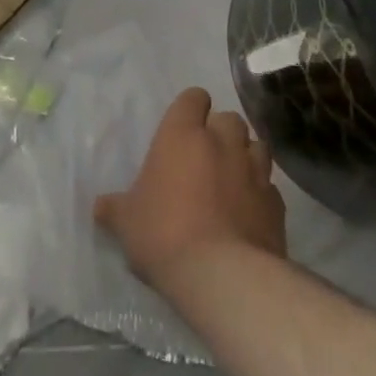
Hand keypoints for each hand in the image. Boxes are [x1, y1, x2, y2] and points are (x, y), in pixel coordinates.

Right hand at [95, 88, 286, 291]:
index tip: (185, 126)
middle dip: (222, 131)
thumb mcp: (127, 222)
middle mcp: (222, 142)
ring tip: (234, 178)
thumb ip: (115, 209)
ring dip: (246, 156)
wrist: (223, 277)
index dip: (191, 108)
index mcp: (182, 134)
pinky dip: (262, 194)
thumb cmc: (165, 234)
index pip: (193, 98)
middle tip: (208, 154)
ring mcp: (254, 172)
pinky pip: (270, 188)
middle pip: (230, 118)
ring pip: (257, 146)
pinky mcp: (277, 206)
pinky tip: (251, 212)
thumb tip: (98, 208)